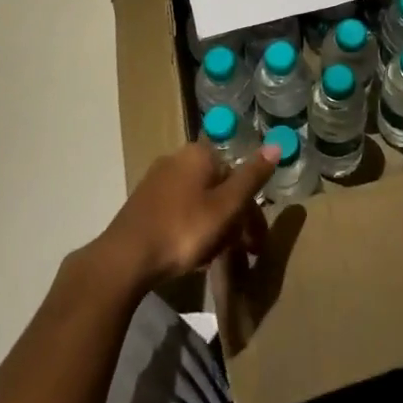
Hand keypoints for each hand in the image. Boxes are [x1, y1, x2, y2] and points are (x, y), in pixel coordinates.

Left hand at [97, 141, 275, 289]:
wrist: (125, 258)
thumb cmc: (183, 229)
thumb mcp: (226, 206)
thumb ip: (252, 177)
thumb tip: (277, 143)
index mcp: (199, 154)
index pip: (236, 175)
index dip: (250, 210)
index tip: (255, 242)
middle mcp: (177, 158)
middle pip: (218, 188)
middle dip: (232, 220)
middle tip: (239, 252)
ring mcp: (157, 180)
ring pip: (198, 201)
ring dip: (213, 227)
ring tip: (214, 258)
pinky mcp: (143, 203)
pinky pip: (179, 211)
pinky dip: (191, 229)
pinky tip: (190, 254)